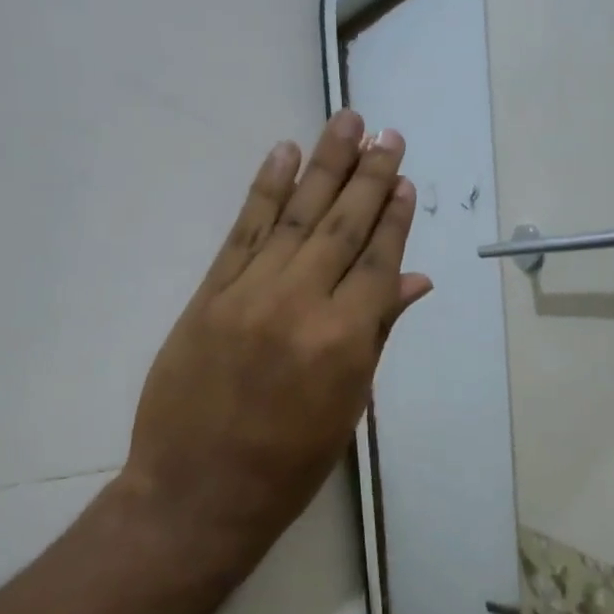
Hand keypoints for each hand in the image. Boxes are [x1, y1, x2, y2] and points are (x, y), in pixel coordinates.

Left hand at [111, 111, 431, 587]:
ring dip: (323, 165)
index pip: (377, 262)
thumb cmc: (289, 463)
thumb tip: (414, 280)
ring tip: (346, 122)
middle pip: (342, 226)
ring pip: (294, 216)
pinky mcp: (209, 294)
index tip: (406, 180)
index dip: (395, 219)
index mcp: (345, 340)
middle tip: (387, 133)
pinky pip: (242, 231)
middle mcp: (300, 303)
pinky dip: (264, 189)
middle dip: (368, 177)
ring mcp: (249, 293)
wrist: (199, 491)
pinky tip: (284, 154)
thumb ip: (378, 334)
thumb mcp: (348, 405)